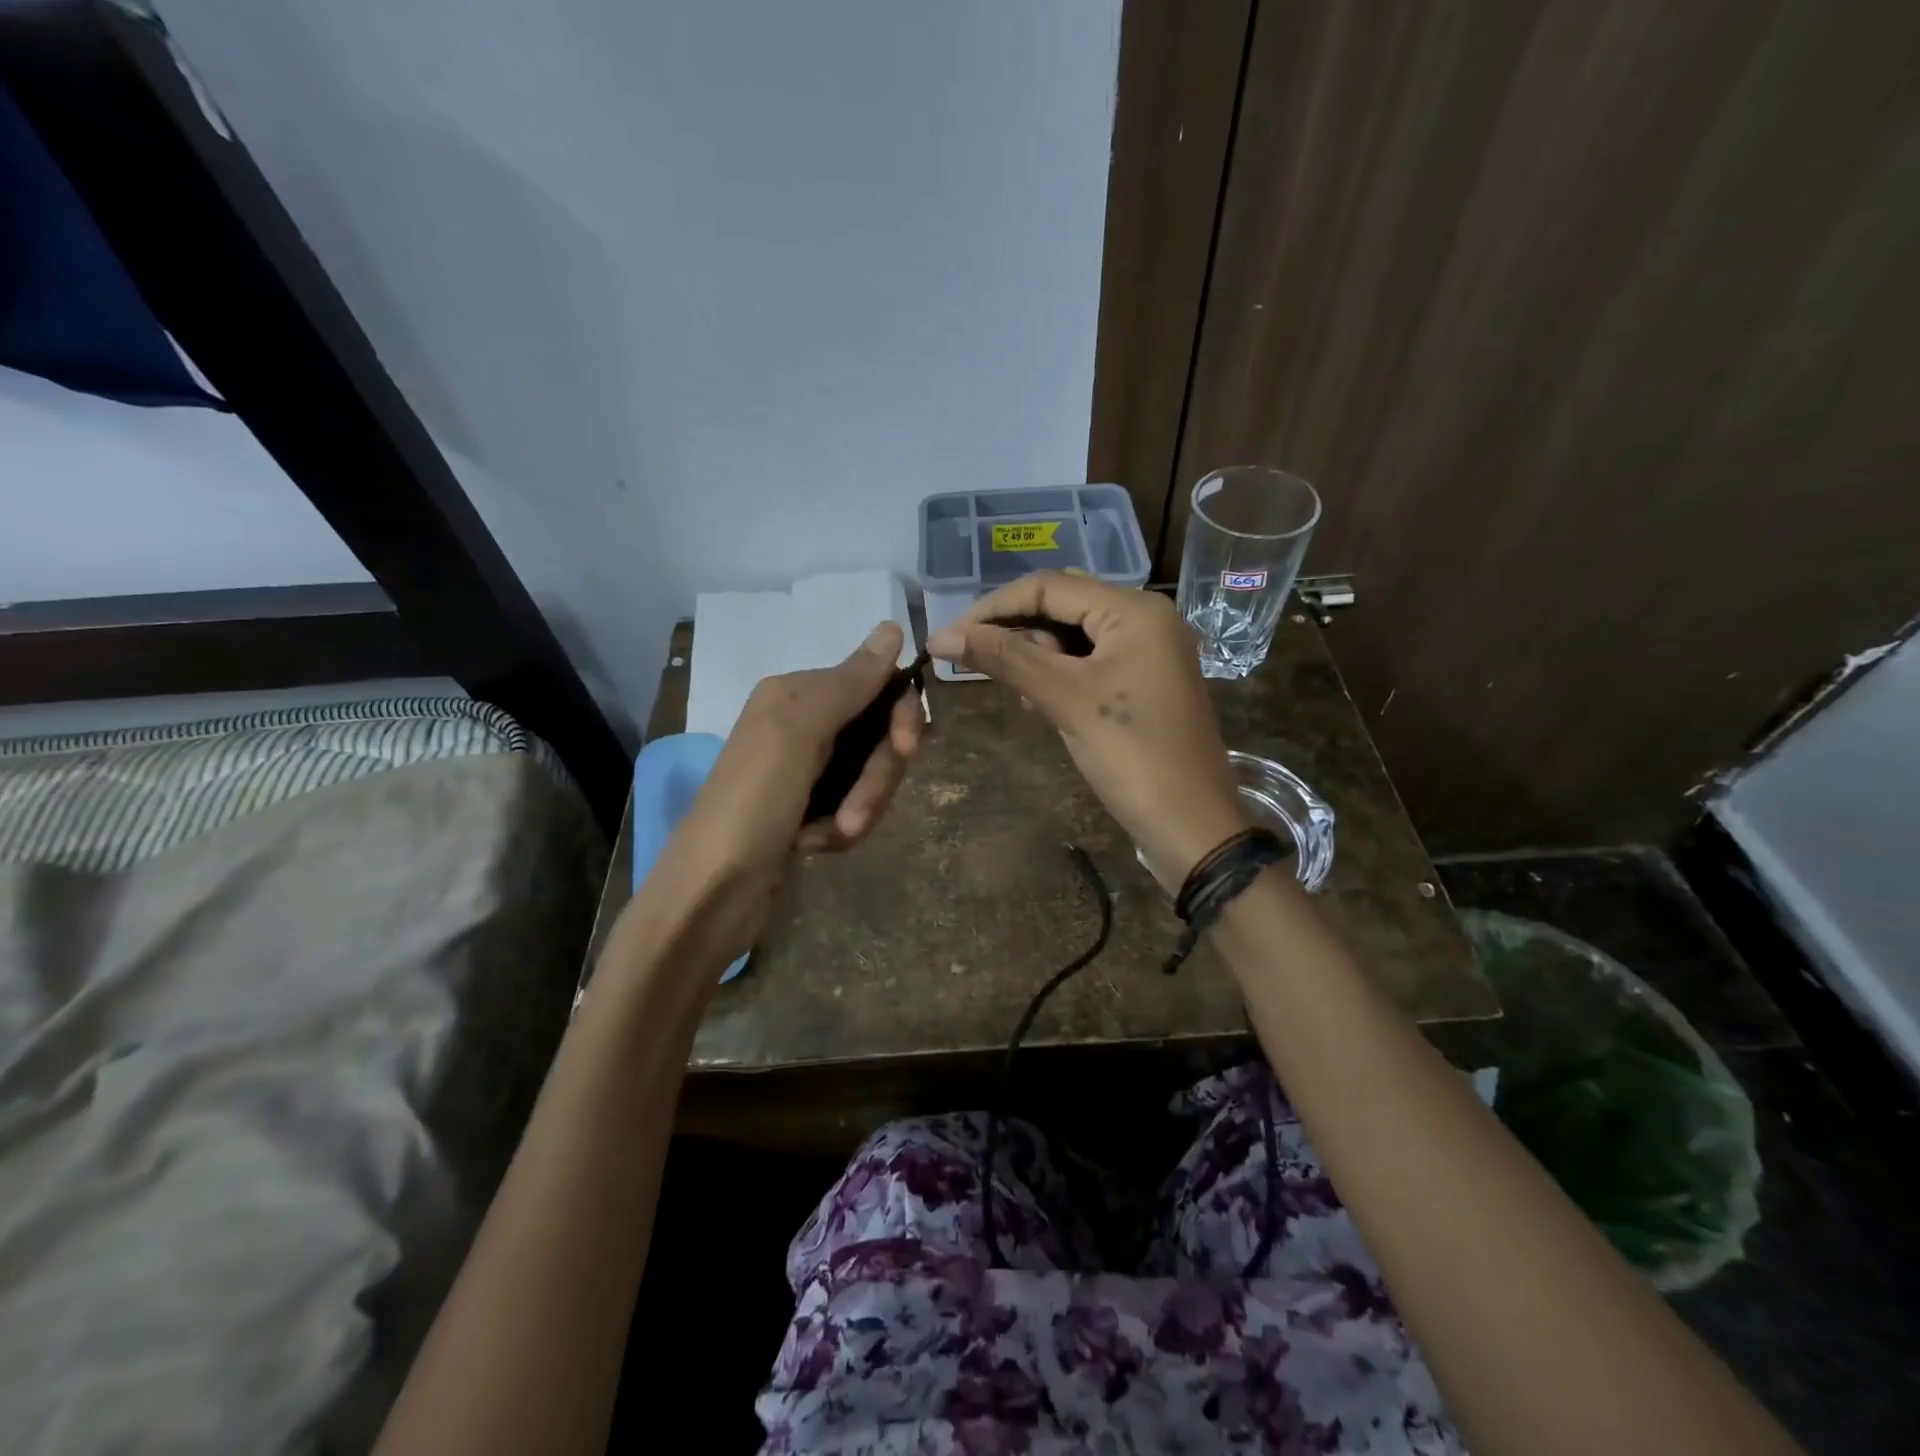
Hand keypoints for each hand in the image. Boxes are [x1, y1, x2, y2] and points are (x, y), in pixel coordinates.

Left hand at [651, 621, 924, 963]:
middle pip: (878, 736)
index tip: (909, 748)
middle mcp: (801, 724)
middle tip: (853, 815)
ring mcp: (805, 770)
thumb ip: (848, 682)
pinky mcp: (807, 810)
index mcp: (796, 695)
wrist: (709, 896)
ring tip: (829, 838)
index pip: (876, 685)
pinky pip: (853, 807)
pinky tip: (814, 847)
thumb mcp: (798, 733)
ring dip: (859, 809)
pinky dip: (841, 830)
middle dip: (876, 778)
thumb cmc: (751, 804)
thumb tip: (892, 626)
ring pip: (871, 776)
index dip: (900, 716)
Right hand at [927, 573, 1245, 884]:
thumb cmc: (1131, 754)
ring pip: (1075, 635)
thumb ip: (1004, 658)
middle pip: (1063, 605)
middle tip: (976, 662)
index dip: (993, 608)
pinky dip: (1060, 674)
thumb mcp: (1065, 699)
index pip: (1049, 587)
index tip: (950, 636)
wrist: (1191, 824)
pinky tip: (1039, 701)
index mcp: (1134, 610)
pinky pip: (1091, 662)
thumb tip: (939, 636)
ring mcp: (1149, 651)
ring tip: (1016, 691)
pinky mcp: (1145, 681)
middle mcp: (1145, 618)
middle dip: (1017, 631)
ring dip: (1037, 655)